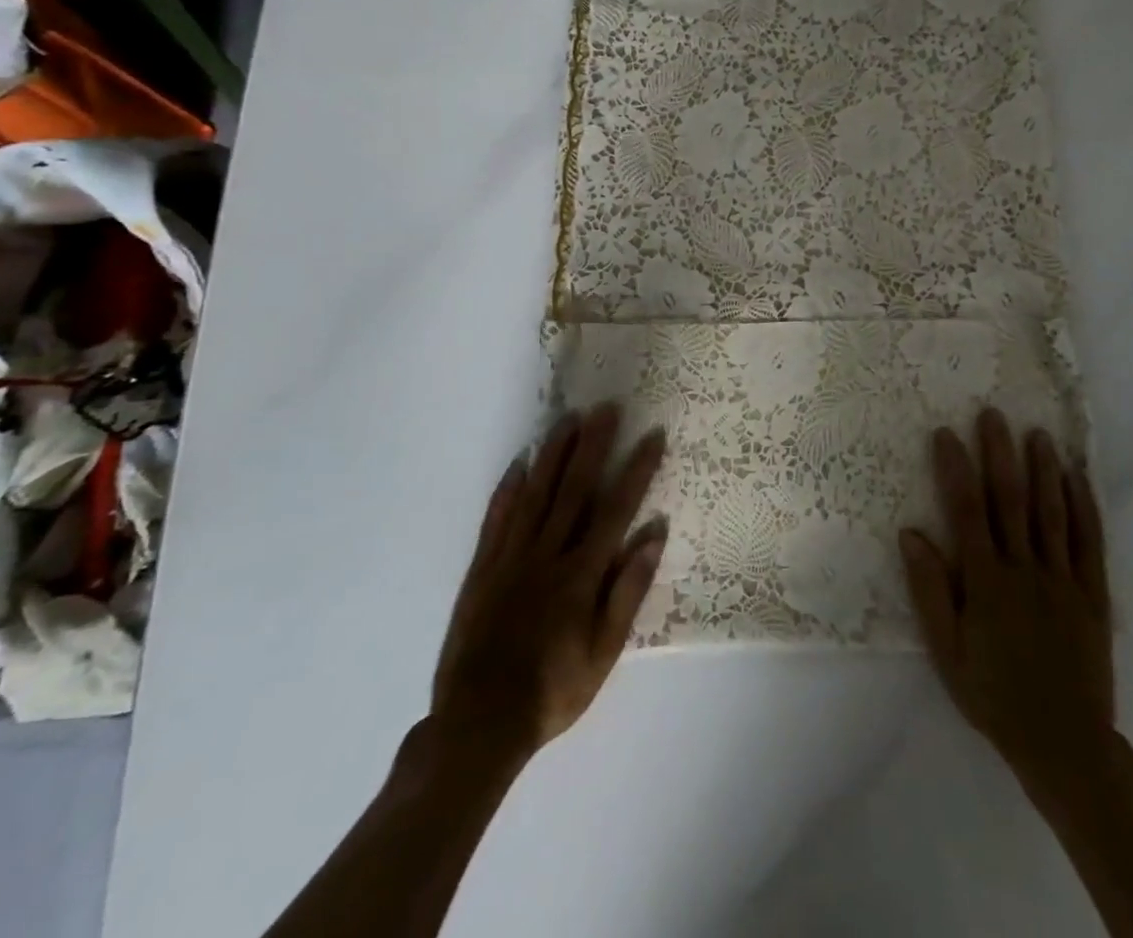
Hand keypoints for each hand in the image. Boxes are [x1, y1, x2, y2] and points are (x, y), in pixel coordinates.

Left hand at [430, 404, 666, 760]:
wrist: (479, 725)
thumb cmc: (553, 691)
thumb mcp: (604, 652)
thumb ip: (628, 591)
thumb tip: (653, 535)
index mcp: (582, 574)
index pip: (616, 509)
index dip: (637, 469)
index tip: (652, 436)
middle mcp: (548, 555)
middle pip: (574, 489)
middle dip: (593, 445)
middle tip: (606, 407)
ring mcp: (511, 559)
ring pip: (535, 494)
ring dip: (553, 454)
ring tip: (567, 419)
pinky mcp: (482, 570)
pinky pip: (496, 521)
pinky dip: (507, 490)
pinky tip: (518, 464)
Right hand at [900, 408, 1115, 793]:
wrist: (1064, 743)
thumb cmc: (994, 695)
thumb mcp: (947, 652)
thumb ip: (929, 591)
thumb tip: (910, 533)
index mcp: (985, 582)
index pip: (967, 512)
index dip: (955, 469)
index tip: (946, 433)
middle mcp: (1025, 570)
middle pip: (1010, 500)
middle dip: (1000, 453)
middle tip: (993, 414)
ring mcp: (1063, 579)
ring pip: (1052, 512)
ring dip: (1044, 469)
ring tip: (1037, 432)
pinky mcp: (1093, 593)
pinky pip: (1089, 541)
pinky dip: (1085, 506)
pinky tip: (1078, 477)